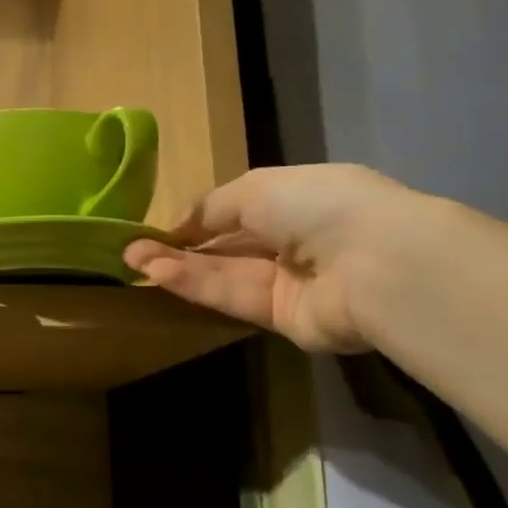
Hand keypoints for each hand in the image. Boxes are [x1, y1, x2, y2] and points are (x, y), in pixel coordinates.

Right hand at [122, 164, 419, 351]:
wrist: (375, 263)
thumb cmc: (318, 205)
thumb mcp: (256, 188)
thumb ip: (213, 206)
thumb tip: (179, 223)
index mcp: (297, 200)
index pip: (239, 210)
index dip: (199, 218)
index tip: (160, 227)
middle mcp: (293, 241)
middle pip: (227, 247)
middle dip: (180, 246)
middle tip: (132, 250)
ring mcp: (289, 283)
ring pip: (225, 274)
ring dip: (179, 267)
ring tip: (133, 262)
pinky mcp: (284, 319)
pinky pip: (234, 298)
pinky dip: (197, 285)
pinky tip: (160, 274)